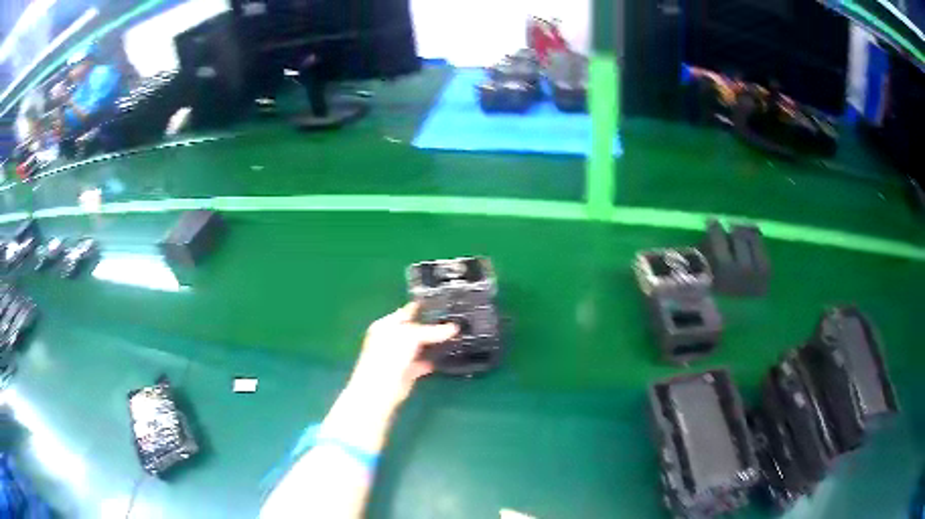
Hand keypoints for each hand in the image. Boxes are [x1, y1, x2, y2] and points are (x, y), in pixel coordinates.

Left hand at [346, 302, 457, 410]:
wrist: (381, 389)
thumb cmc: (389, 356)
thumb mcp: (410, 336)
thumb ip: (432, 331)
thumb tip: (454, 328)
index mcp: (386, 325)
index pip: (406, 311)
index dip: (423, 307)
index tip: (443, 303)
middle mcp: (391, 339)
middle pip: (414, 329)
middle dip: (432, 325)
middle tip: (454, 319)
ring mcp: (399, 356)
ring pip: (419, 346)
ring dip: (433, 343)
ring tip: (455, 336)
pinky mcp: (407, 372)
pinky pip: (423, 362)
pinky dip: (432, 360)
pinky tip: (446, 356)